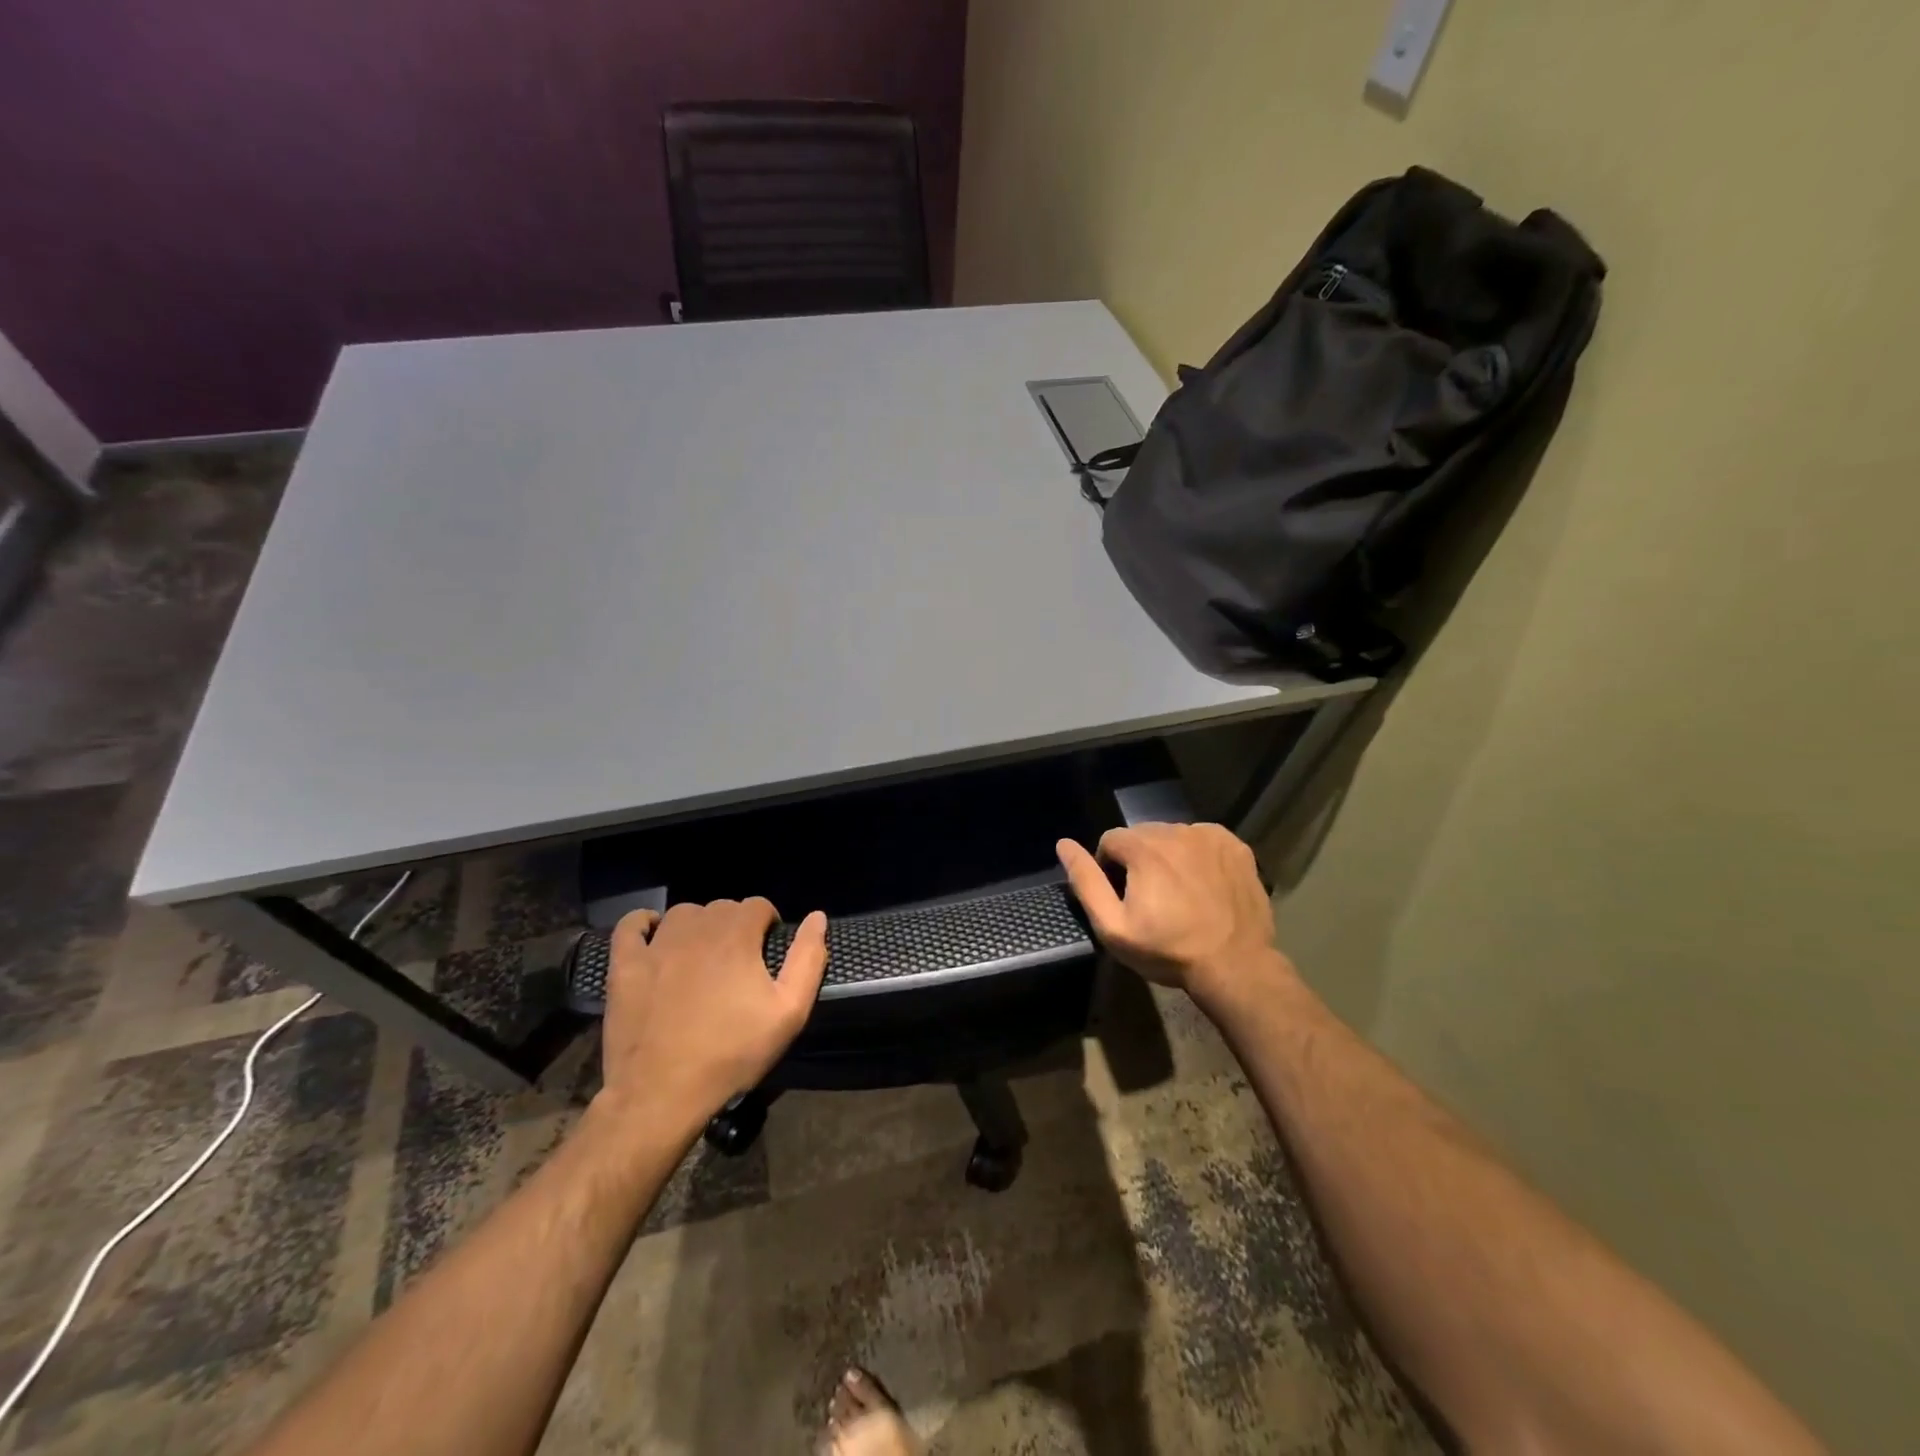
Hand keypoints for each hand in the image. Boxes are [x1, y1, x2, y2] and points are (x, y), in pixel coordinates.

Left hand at [596, 899, 828, 1127]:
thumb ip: (808, 959)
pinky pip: (630, 927)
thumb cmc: (732, 1053)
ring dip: (698, 925)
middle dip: (736, 925)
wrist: (661, 1094)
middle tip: (739, 963)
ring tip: (703, 955)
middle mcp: (696, 929)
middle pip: (722, 907)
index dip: (768, 924)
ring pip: (683, 914)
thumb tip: (817, 917)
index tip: (768, 952)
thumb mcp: (789, 1012)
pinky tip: (654, 936)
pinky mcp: (624, 966)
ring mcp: (656, 946)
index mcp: (737, 936)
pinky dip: (643, 924)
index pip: (758, 905)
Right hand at [1056, 823, 1289, 1007]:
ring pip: (1173, 835)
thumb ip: (1086, 882)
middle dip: (1138, 859)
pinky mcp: (1234, 846)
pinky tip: (1202, 884)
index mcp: (1144, 848)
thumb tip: (1063, 844)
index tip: (1123, 898)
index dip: (1109, 868)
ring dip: (1167, 855)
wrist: (1235, 965)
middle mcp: (1176, 831)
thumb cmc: (1169, 950)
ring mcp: (1210, 836)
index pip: (1110, 840)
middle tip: (1151, 898)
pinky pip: (1203, 839)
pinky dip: (1197, 855)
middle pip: (1142, 835)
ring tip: (1179, 893)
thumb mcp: (1114, 927)